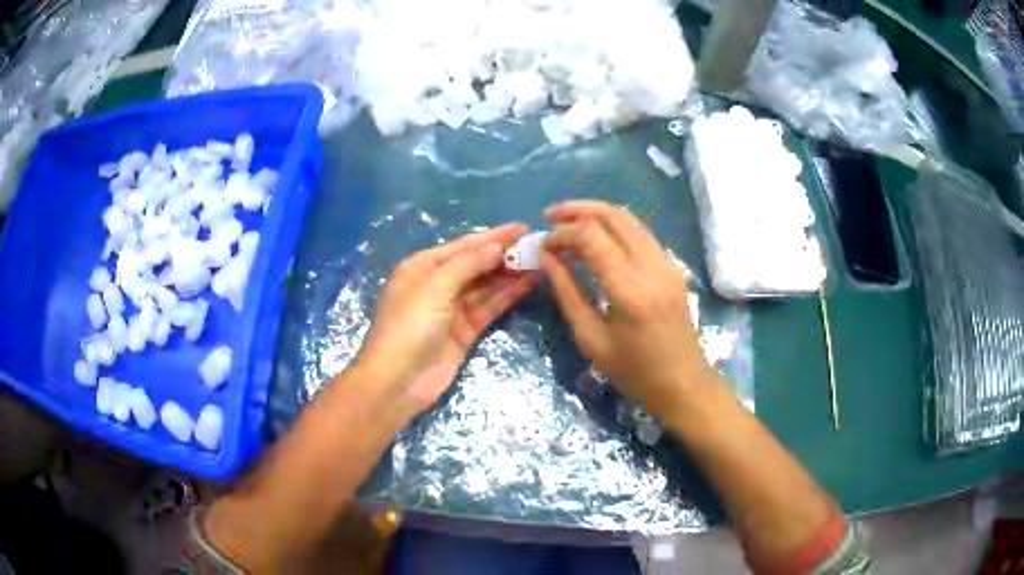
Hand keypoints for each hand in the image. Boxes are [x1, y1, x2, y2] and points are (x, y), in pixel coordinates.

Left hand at [357, 224, 539, 414]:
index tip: (522, 228)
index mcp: (422, 266)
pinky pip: (488, 308)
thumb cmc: (410, 325)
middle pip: (475, 264)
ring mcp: (451, 309)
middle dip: (503, 255)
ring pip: (485, 286)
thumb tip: (496, 248)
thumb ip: (468, 264)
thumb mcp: (435, 287)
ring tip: (539, 262)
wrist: (397, 380)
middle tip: (537, 246)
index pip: (463, 246)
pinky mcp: (464, 332)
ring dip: (509, 275)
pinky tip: (527, 284)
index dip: (493, 236)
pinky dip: (506, 296)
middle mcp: (437, 284)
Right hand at [542, 201, 716, 420]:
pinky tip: (595, 238)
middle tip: (550, 216)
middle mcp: (652, 266)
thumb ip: (567, 293)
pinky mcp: (671, 266)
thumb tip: (547, 258)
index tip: (543, 246)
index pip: (591, 236)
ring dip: (596, 214)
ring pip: (629, 218)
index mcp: (630, 290)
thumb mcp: (591, 339)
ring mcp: (666, 263)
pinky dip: (613, 226)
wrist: (684, 383)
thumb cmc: (634, 372)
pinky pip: (640, 233)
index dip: (562, 233)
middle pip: (613, 215)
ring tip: (568, 222)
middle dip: (577, 210)